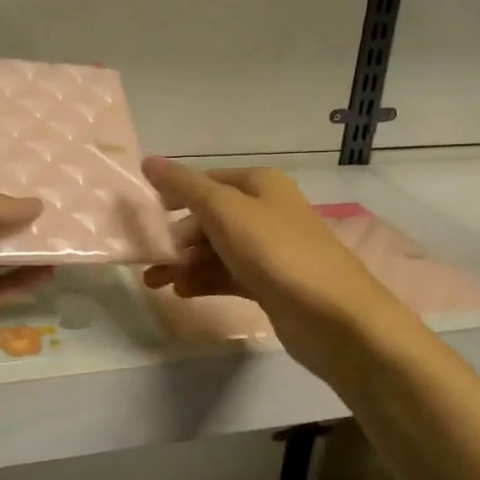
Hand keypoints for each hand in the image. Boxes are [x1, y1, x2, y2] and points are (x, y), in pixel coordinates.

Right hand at [140, 157, 411, 376]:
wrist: (334, 318)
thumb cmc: (276, 252)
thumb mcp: (224, 211)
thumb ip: (184, 187)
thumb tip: (149, 160)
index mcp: (260, 185)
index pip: (207, 181)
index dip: (175, 194)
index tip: (145, 215)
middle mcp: (266, 211)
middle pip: (209, 217)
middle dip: (177, 237)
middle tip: (149, 259)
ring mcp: (270, 250)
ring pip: (216, 249)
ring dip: (184, 263)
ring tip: (155, 283)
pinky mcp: (271, 284)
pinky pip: (228, 275)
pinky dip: (204, 280)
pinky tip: (182, 293)